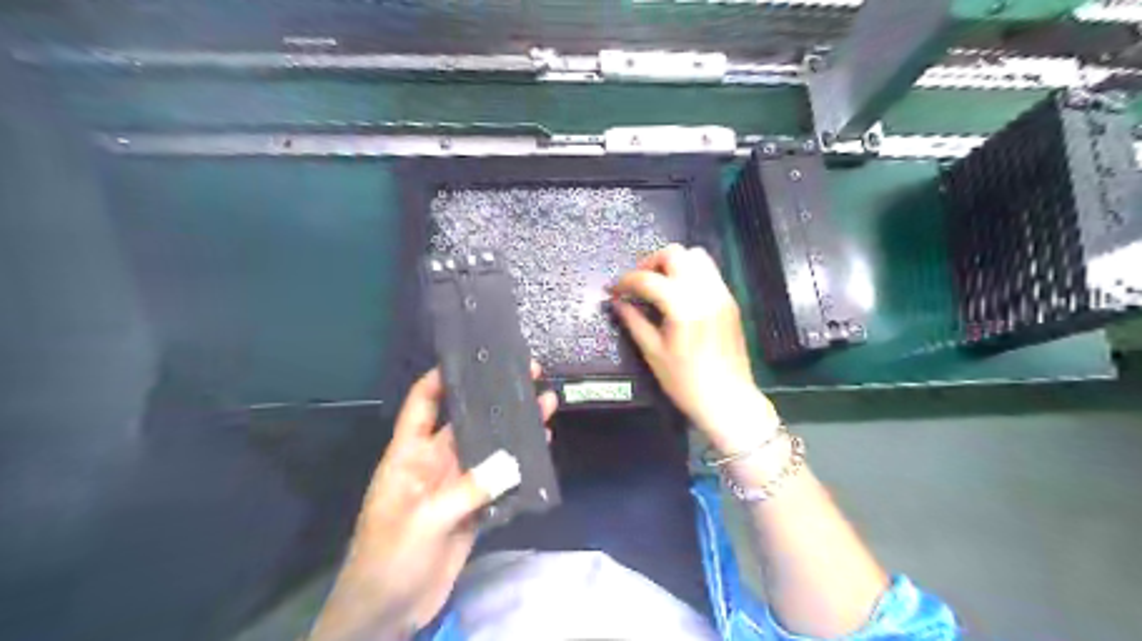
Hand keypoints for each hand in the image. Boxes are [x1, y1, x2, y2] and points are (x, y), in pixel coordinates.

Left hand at [311, 363, 559, 638]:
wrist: (388, 612)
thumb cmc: (390, 557)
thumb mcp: (425, 519)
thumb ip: (468, 489)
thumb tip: (511, 461)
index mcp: (409, 455)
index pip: (423, 404)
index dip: (441, 378)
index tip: (472, 357)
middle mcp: (435, 462)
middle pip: (467, 421)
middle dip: (495, 398)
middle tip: (528, 375)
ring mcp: (456, 485)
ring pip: (489, 448)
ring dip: (515, 429)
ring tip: (546, 404)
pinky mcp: (473, 508)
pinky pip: (499, 479)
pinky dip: (520, 465)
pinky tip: (541, 448)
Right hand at [610, 243, 781, 453]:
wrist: (728, 400)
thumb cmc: (686, 382)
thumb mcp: (653, 353)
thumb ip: (633, 321)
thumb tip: (617, 302)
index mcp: (683, 307)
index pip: (648, 279)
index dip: (626, 281)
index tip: (615, 290)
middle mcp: (705, 292)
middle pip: (675, 253)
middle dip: (651, 263)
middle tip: (638, 283)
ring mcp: (721, 294)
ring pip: (696, 256)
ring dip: (673, 263)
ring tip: (659, 284)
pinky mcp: (730, 301)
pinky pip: (709, 272)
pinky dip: (690, 273)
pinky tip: (679, 295)